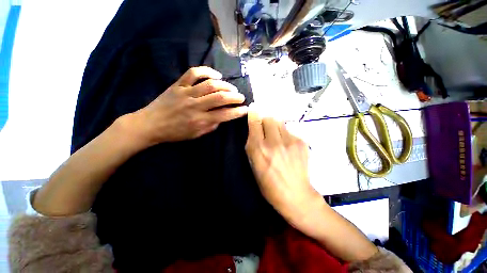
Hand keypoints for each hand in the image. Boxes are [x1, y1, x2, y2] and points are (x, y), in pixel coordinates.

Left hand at [132, 67, 247, 145]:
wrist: (150, 124)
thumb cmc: (174, 133)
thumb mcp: (195, 135)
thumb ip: (211, 126)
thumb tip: (222, 117)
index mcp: (200, 121)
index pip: (224, 115)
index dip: (237, 112)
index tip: (245, 109)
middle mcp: (195, 106)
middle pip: (220, 98)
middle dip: (235, 97)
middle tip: (241, 97)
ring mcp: (186, 93)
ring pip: (210, 85)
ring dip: (225, 85)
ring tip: (231, 88)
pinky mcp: (178, 85)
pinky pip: (193, 73)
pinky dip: (207, 71)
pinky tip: (216, 75)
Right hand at [245, 111, 320, 219]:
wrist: (295, 194)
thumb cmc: (269, 183)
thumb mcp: (253, 165)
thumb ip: (252, 144)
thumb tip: (254, 128)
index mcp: (258, 149)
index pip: (255, 121)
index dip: (254, 113)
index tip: (253, 109)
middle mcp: (273, 142)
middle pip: (269, 117)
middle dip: (265, 119)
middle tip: (265, 126)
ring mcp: (289, 141)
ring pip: (280, 121)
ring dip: (275, 126)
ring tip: (276, 136)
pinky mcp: (301, 142)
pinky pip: (290, 130)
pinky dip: (285, 134)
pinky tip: (286, 146)